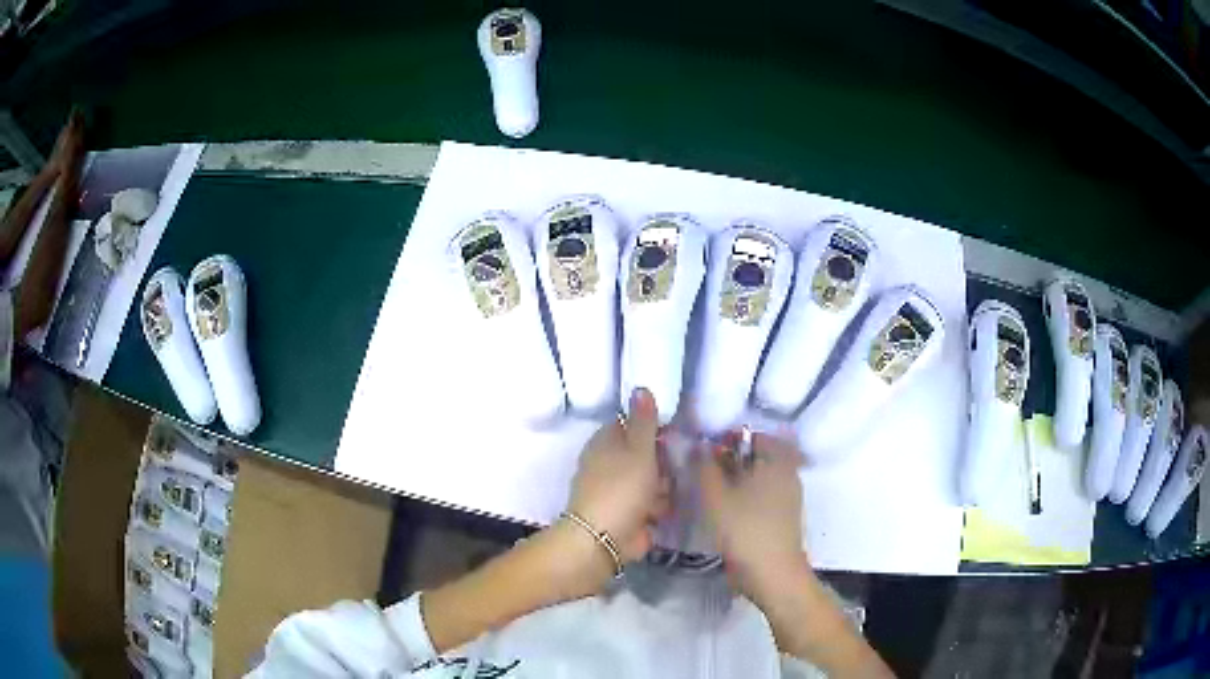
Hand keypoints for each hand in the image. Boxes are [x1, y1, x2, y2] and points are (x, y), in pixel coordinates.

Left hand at [566, 388, 670, 565]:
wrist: (603, 540)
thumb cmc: (622, 489)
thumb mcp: (638, 450)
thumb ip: (644, 421)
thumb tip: (640, 387)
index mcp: (605, 443)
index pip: (628, 425)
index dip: (651, 428)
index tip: (671, 436)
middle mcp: (607, 464)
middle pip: (642, 454)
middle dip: (661, 462)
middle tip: (674, 467)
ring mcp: (616, 492)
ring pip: (649, 480)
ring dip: (662, 487)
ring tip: (667, 494)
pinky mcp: (626, 515)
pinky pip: (649, 504)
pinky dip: (657, 508)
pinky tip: (664, 511)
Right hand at [699, 430, 811, 607]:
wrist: (771, 573)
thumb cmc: (744, 528)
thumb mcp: (715, 495)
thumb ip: (705, 466)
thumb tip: (700, 446)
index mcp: (778, 460)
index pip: (753, 435)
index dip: (728, 439)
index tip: (705, 452)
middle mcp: (788, 473)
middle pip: (757, 457)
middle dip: (730, 461)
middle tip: (704, 473)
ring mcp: (788, 497)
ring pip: (758, 478)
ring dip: (736, 481)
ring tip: (710, 493)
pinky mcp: (783, 517)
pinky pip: (762, 497)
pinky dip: (745, 498)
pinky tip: (725, 511)